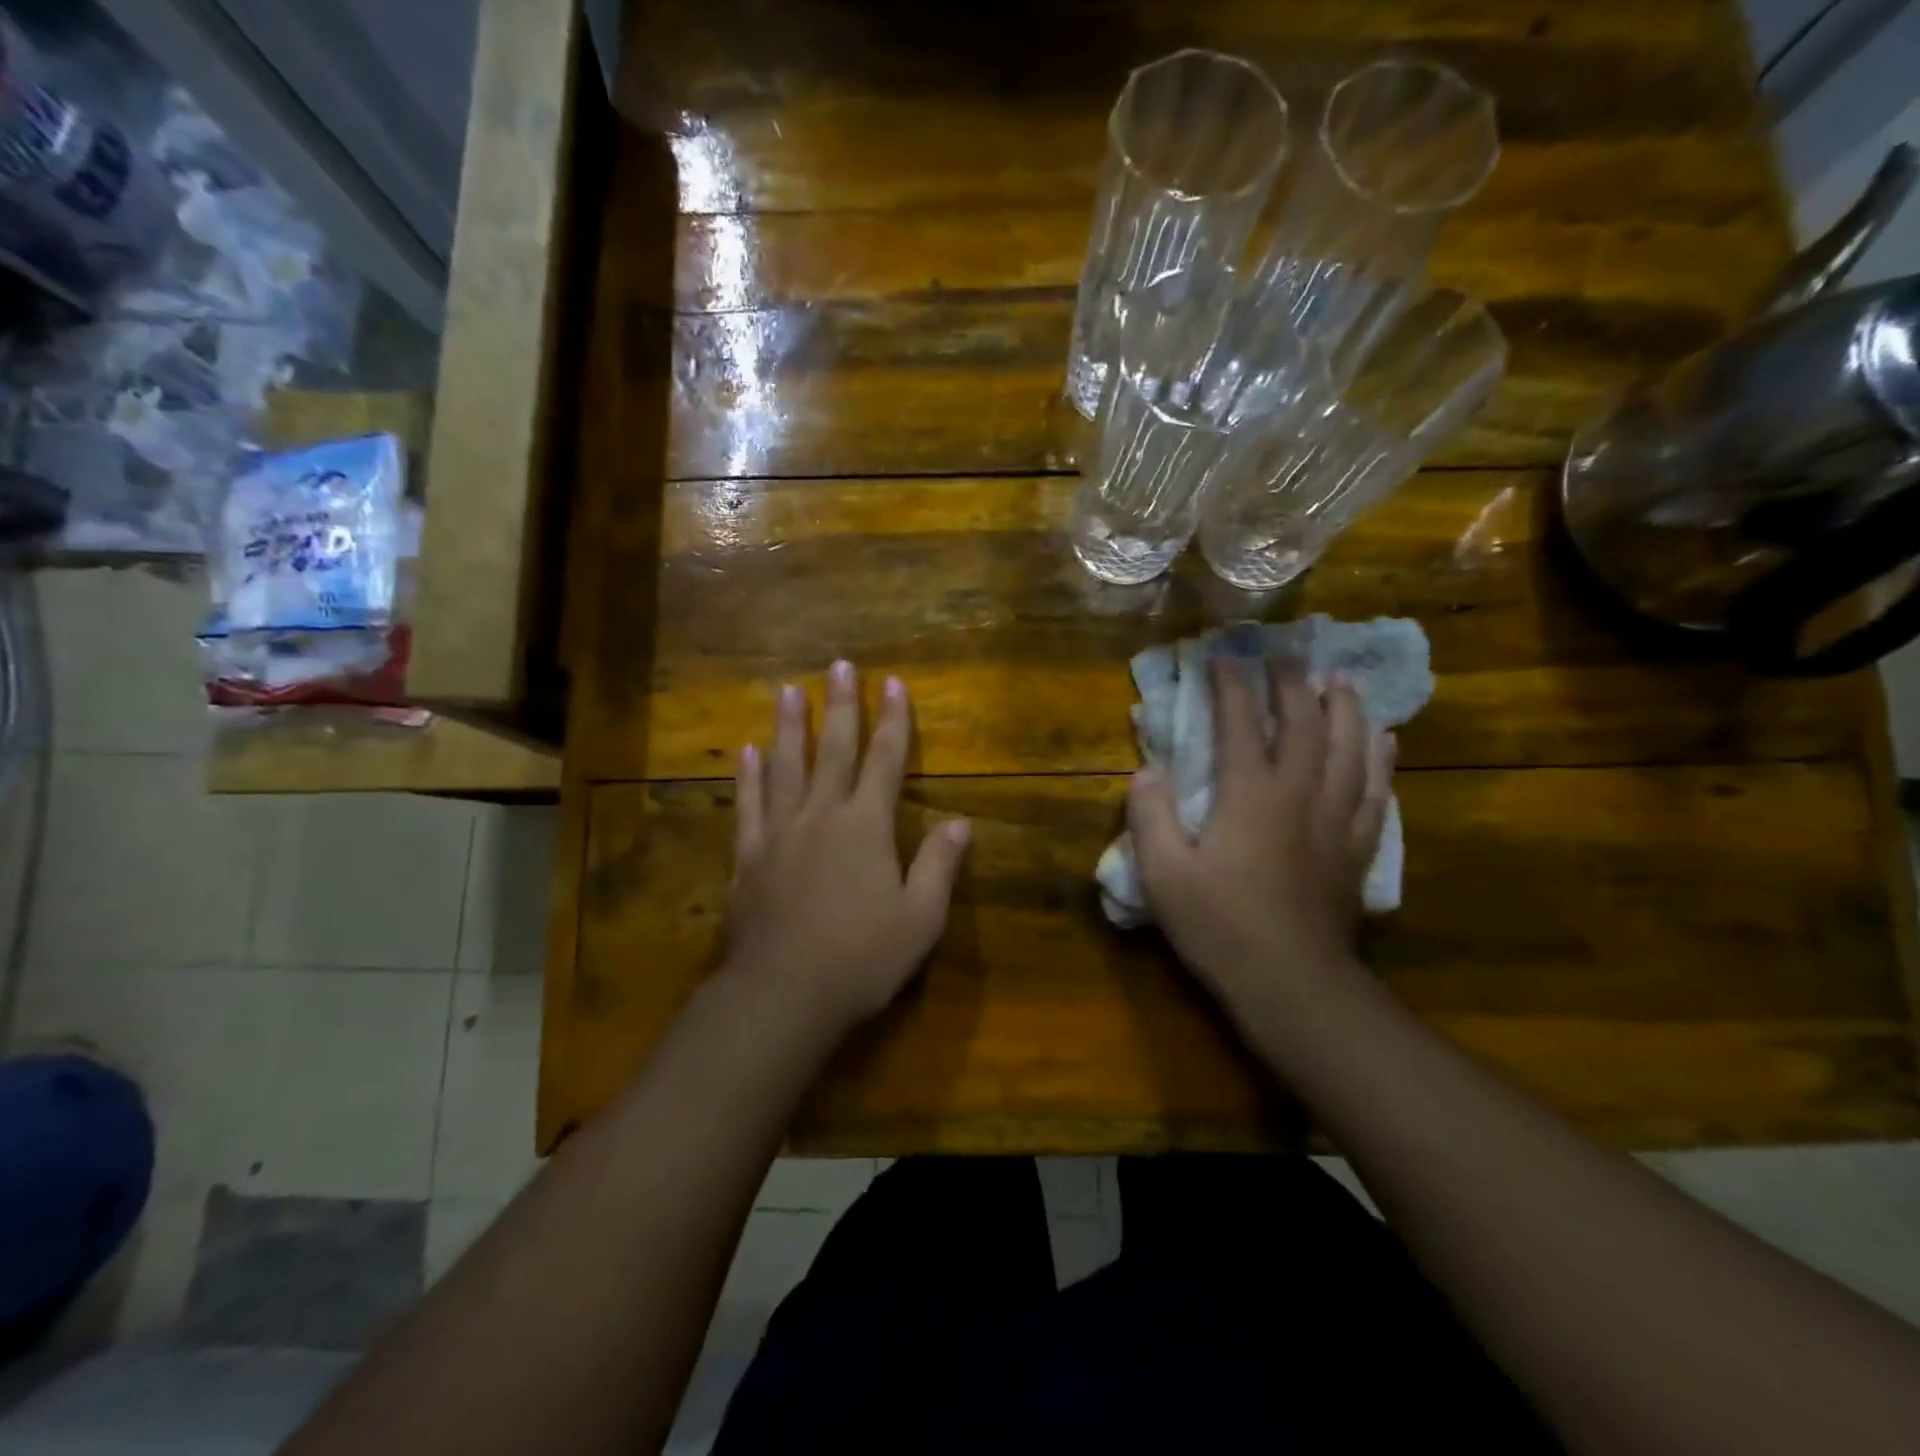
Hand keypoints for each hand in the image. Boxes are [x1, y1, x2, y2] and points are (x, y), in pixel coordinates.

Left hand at [725, 660, 971, 1034]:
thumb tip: (961, 823)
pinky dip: (749, 776)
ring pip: (785, 767)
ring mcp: (779, 833)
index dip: (892, 721)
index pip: (885, 761)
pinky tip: (747, 752)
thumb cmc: (860, 959)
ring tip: (788, 691)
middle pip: (832, 750)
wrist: (782, 996)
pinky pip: (749, 806)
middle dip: (840, 706)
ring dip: (788, 726)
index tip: (893, 684)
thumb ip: (939, 866)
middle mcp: (821, 816)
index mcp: (866, 826)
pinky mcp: (748, 857)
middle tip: (839, 665)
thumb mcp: (919, 920)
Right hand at [1127, 659, 1392, 1016]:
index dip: (1231, 687)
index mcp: (1250, 795)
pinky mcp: (1355, 850)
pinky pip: (1376, 793)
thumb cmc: (1220, 926)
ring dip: (1345, 711)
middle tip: (1285, 658)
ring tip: (1341, 682)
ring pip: (1350, 751)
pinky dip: (1381, 762)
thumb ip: (1150, 817)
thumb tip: (1147, 772)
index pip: (1242, 725)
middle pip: (1304, 726)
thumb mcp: (1164, 874)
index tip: (1222, 658)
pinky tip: (1385, 742)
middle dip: (1292, 686)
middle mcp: (1299, 795)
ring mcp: (1335, 821)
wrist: (1291, 983)